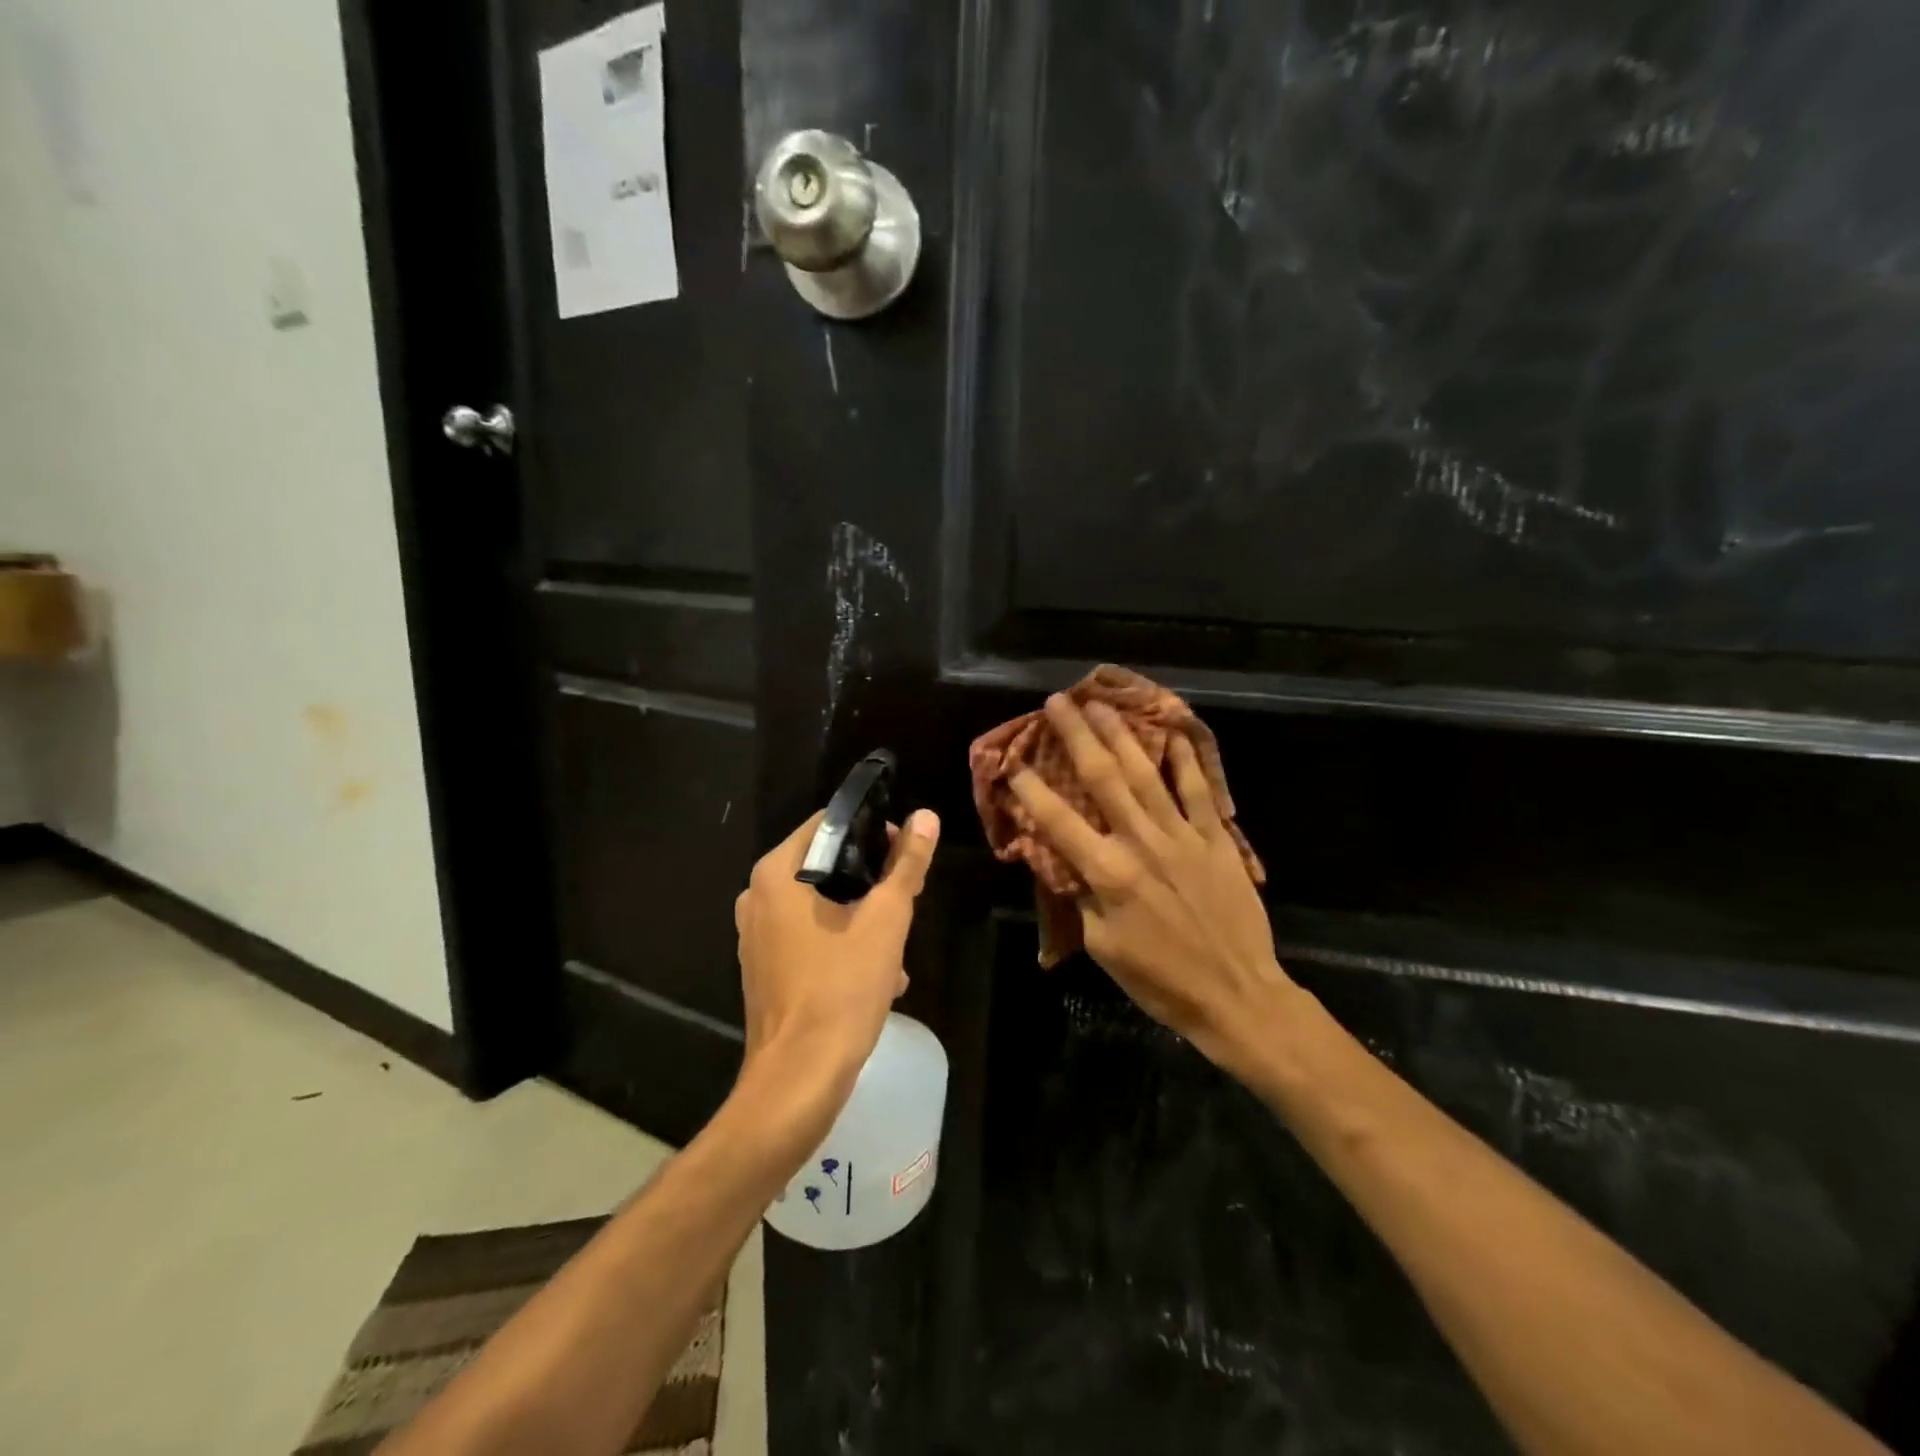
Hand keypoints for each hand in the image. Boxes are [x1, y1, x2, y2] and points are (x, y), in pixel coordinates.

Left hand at [734, 807, 940, 1110]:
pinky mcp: (763, 969)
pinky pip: (809, 938)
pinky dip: (841, 946)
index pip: (828, 824)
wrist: (799, 1079)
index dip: (871, 831)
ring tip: (896, 949)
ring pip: (820, 906)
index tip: (904, 852)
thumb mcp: (886, 921)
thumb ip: (906, 864)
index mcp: (776, 874)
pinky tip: (877, 976)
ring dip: (861, 920)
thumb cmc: (842, 988)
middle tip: (905, 903)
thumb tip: (926, 816)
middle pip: (825, 867)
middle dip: (870, 884)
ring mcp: (756, 936)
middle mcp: (757, 897)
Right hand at [1009, 695, 1289, 1072]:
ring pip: (1147, 773)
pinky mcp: (1216, 838)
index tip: (1011, 761)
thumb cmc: (1160, 980)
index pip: (1058, 821)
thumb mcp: (1103, 946)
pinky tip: (1173, 731)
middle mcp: (1142, 843)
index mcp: (1108, 874)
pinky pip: (1198, 790)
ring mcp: (1183, 835)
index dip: (1031, 789)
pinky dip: (1185, 759)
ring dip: (1121, 735)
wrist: (1236, 994)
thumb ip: (1081, 896)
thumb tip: (1062, 859)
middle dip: (1076, 736)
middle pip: (1103, 779)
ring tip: (1101, 704)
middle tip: (1057, 702)